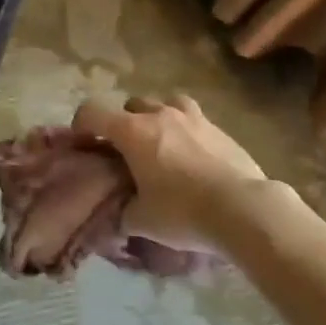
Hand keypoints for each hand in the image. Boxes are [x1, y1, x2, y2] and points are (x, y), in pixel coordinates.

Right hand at [71, 95, 275, 253]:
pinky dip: (187, 130)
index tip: (81, 142)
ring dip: (158, 117)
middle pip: (131, 104)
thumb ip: (123, 212)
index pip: (93, 112)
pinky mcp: (219, 128)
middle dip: (124, 123)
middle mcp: (158, 115)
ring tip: (162, 143)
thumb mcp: (142, 221)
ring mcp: (192, 118)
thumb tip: (118, 214)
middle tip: (127, 150)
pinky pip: (194, 119)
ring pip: (165, 102)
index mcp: (132, 131)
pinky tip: (193, 155)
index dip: (81, 124)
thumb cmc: (183, 212)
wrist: (244, 209)